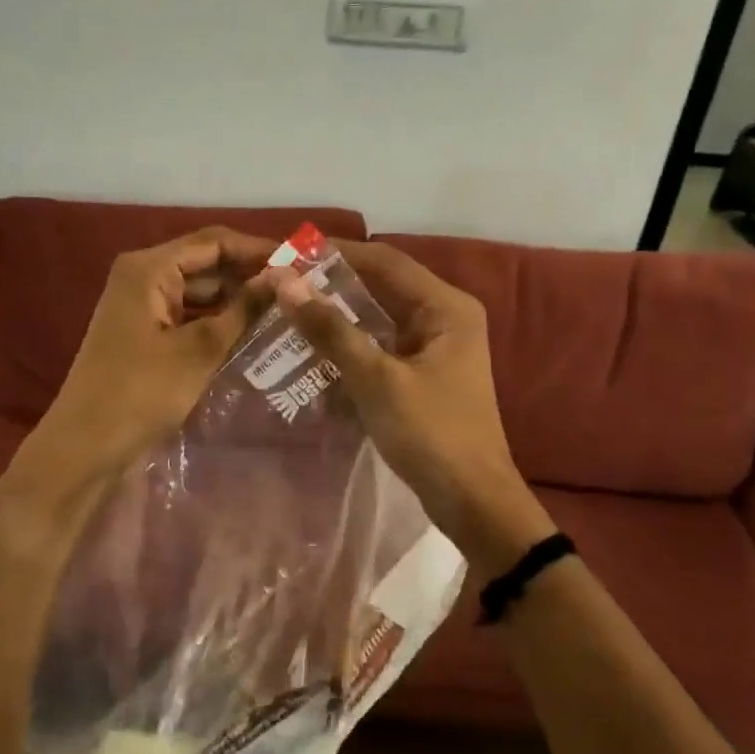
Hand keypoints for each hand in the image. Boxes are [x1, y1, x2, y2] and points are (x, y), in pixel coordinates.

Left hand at [25, 228, 276, 485]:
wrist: (87, 446)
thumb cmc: (142, 392)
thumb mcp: (200, 349)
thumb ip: (244, 309)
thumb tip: (284, 277)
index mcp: (149, 269)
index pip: (214, 242)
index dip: (258, 249)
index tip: (302, 263)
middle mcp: (142, 278)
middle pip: (205, 264)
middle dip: (249, 276)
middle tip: (299, 292)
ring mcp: (141, 307)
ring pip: (199, 293)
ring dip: (236, 302)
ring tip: (284, 312)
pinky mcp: (144, 335)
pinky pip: (188, 317)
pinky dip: (217, 323)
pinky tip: (252, 336)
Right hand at [273, 242, 554, 578]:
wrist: (472, 500)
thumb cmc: (430, 434)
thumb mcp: (376, 379)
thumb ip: (331, 330)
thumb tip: (286, 283)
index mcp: (446, 307)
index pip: (385, 260)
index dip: (335, 253)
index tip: (288, 253)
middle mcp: (445, 317)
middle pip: (382, 286)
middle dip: (333, 284)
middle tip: (282, 283)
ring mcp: (436, 347)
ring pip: (379, 317)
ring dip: (339, 314)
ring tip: (290, 310)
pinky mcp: (425, 374)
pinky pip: (382, 345)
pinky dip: (351, 344)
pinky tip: (316, 349)